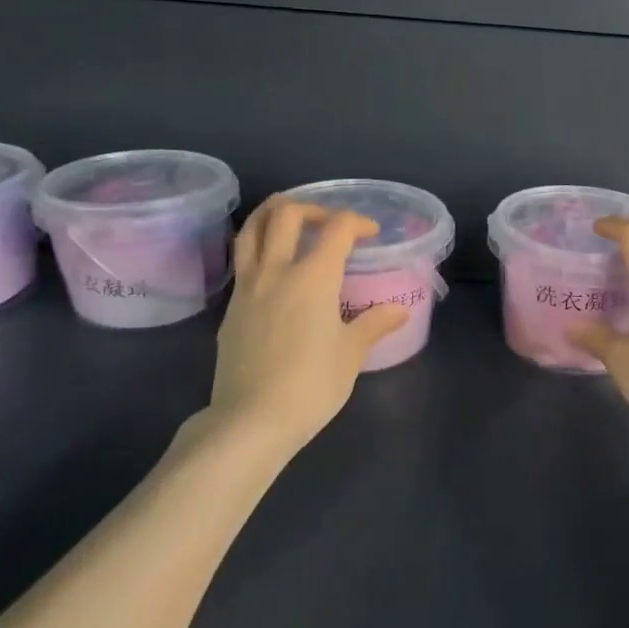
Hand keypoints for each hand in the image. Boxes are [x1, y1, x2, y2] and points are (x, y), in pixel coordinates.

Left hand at [182, 199, 407, 456]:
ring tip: (291, 221)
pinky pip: (243, 262)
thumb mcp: (351, 354)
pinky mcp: (230, 309)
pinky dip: (260, 248)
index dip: (357, 222)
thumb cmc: (311, 385)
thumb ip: (373, 324)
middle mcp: (276, 271)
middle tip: (330, 223)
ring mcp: (247, 288)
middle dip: (312, 206)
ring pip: (252, 230)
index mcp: (313, 277)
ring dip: (273, 215)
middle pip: (286, 214)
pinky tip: (275, 269)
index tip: (370, 234)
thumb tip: (398, 311)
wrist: (250, 421)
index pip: (336, 228)